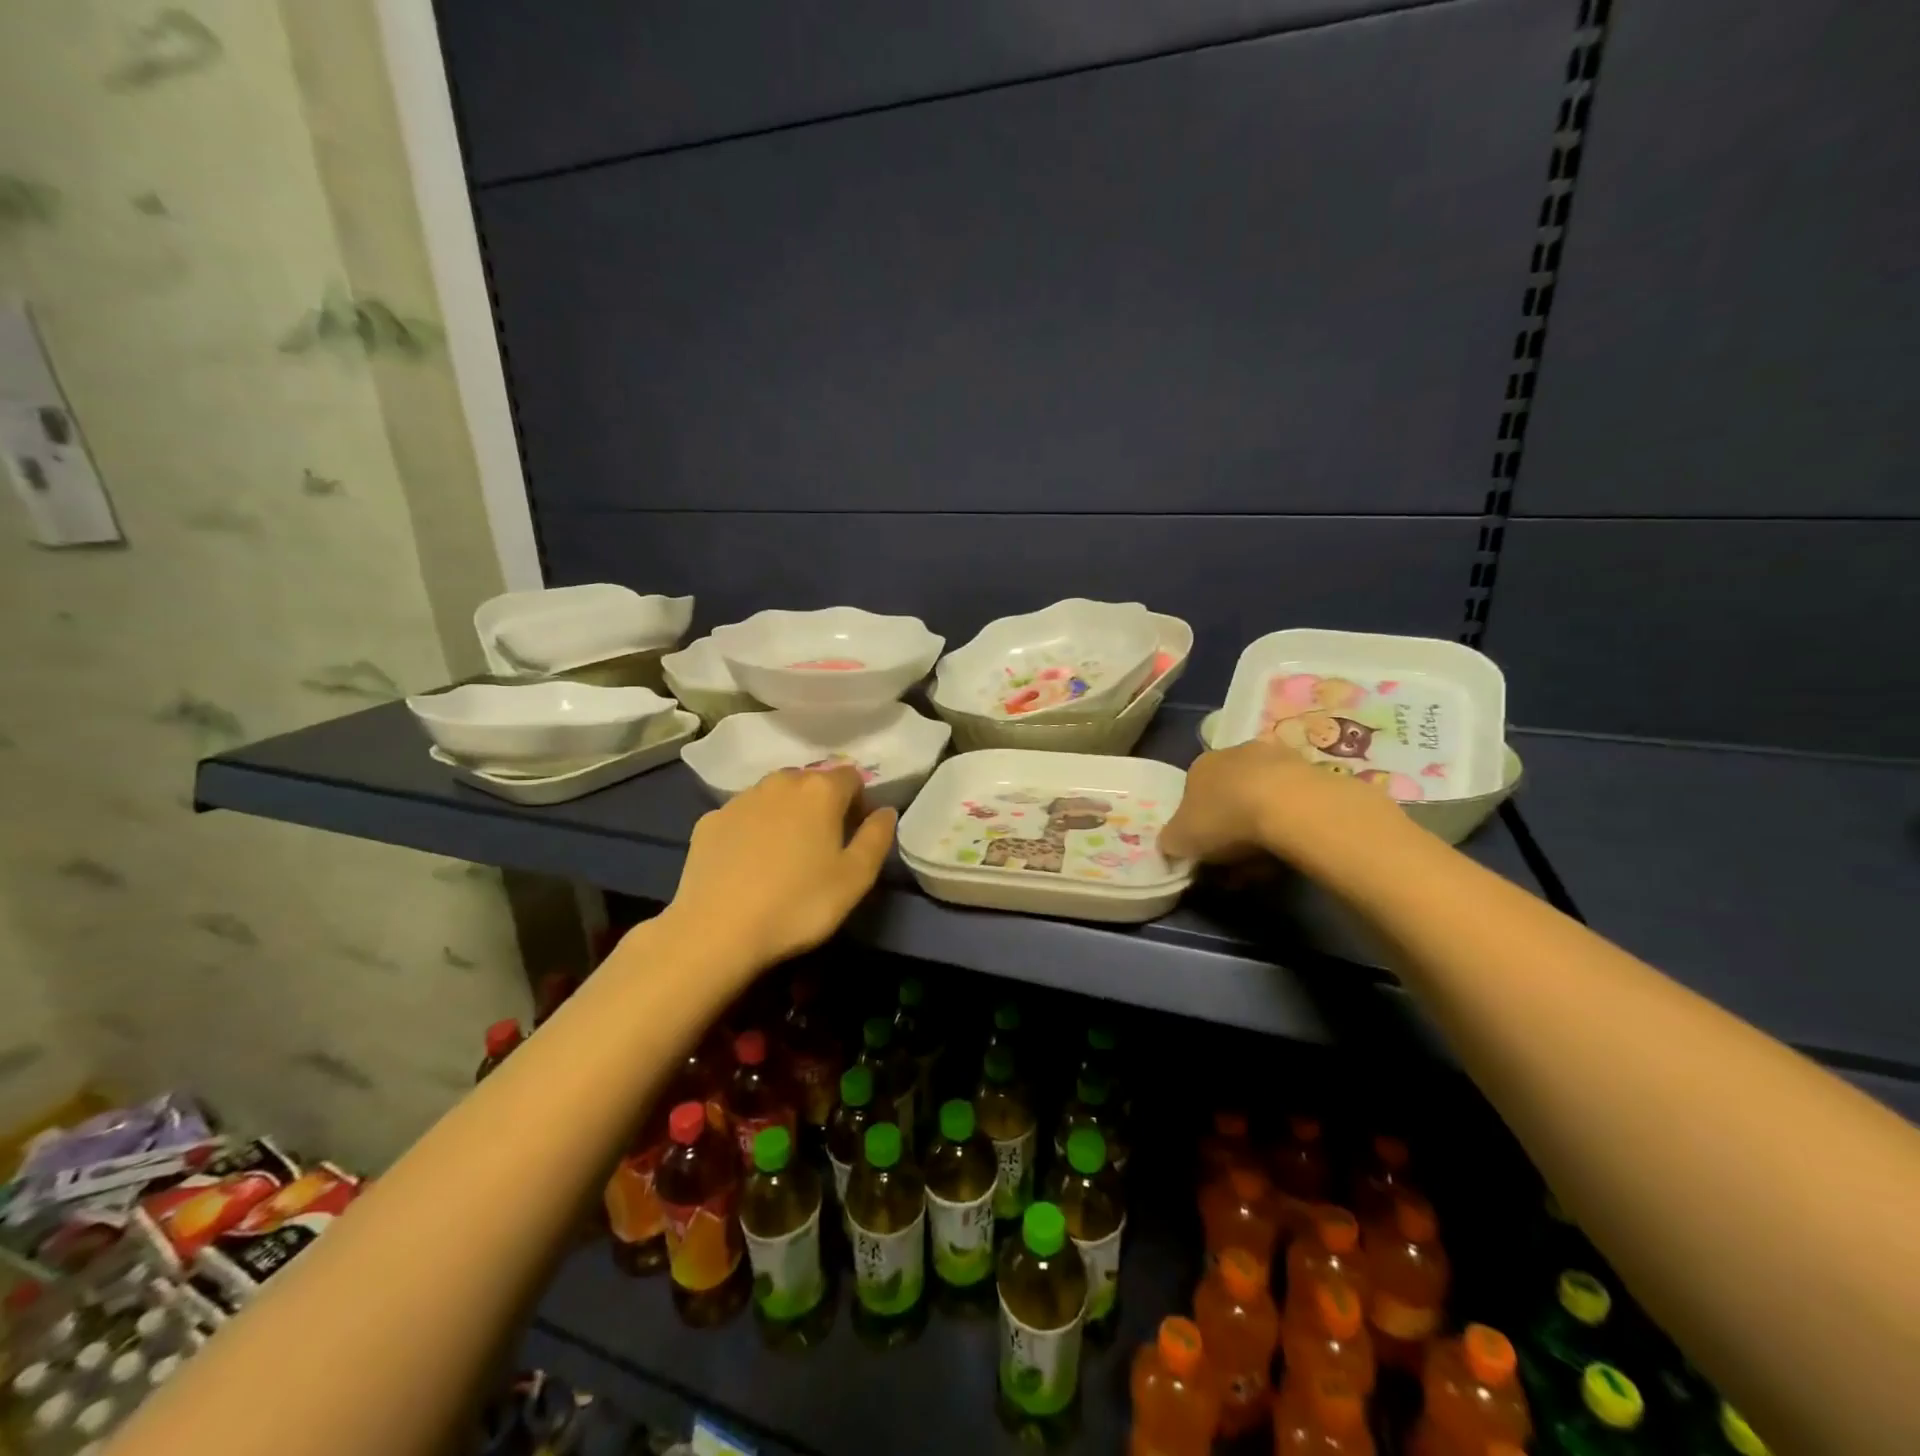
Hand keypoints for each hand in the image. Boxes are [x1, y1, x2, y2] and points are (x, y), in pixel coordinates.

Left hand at [662, 766, 895, 975]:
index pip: (851, 777)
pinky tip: (749, 863)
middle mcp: (780, 782)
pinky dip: (753, 829)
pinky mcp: (709, 820)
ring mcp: (740, 799)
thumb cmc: (798, 904)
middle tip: (823, 845)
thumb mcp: (856, 878)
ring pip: (774, 795)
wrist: (716, 931)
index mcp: (820, 790)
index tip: (856, 834)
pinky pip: (743, 816)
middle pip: (811, 781)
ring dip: (786, 813)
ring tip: (785, 854)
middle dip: (822, 804)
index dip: (859, 802)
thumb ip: (877, 837)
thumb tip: (885, 811)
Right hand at [1161, 738, 1406, 865]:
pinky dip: (1288, 826)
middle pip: (1229, 796)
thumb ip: (1171, 842)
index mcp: (1199, 765)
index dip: (1197, 827)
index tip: (1206, 854)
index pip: (1192, 795)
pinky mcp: (1313, 771)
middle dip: (1231, 829)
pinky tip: (1291, 849)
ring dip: (1261, 829)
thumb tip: (1171, 845)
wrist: (1289, 806)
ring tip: (1266, 863)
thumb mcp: (1180, 840)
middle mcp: (1235, 753)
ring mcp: (1277, 758)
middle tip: (1236, 864)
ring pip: (1262, 800)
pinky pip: (1292, 805)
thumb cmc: (1224, 819)